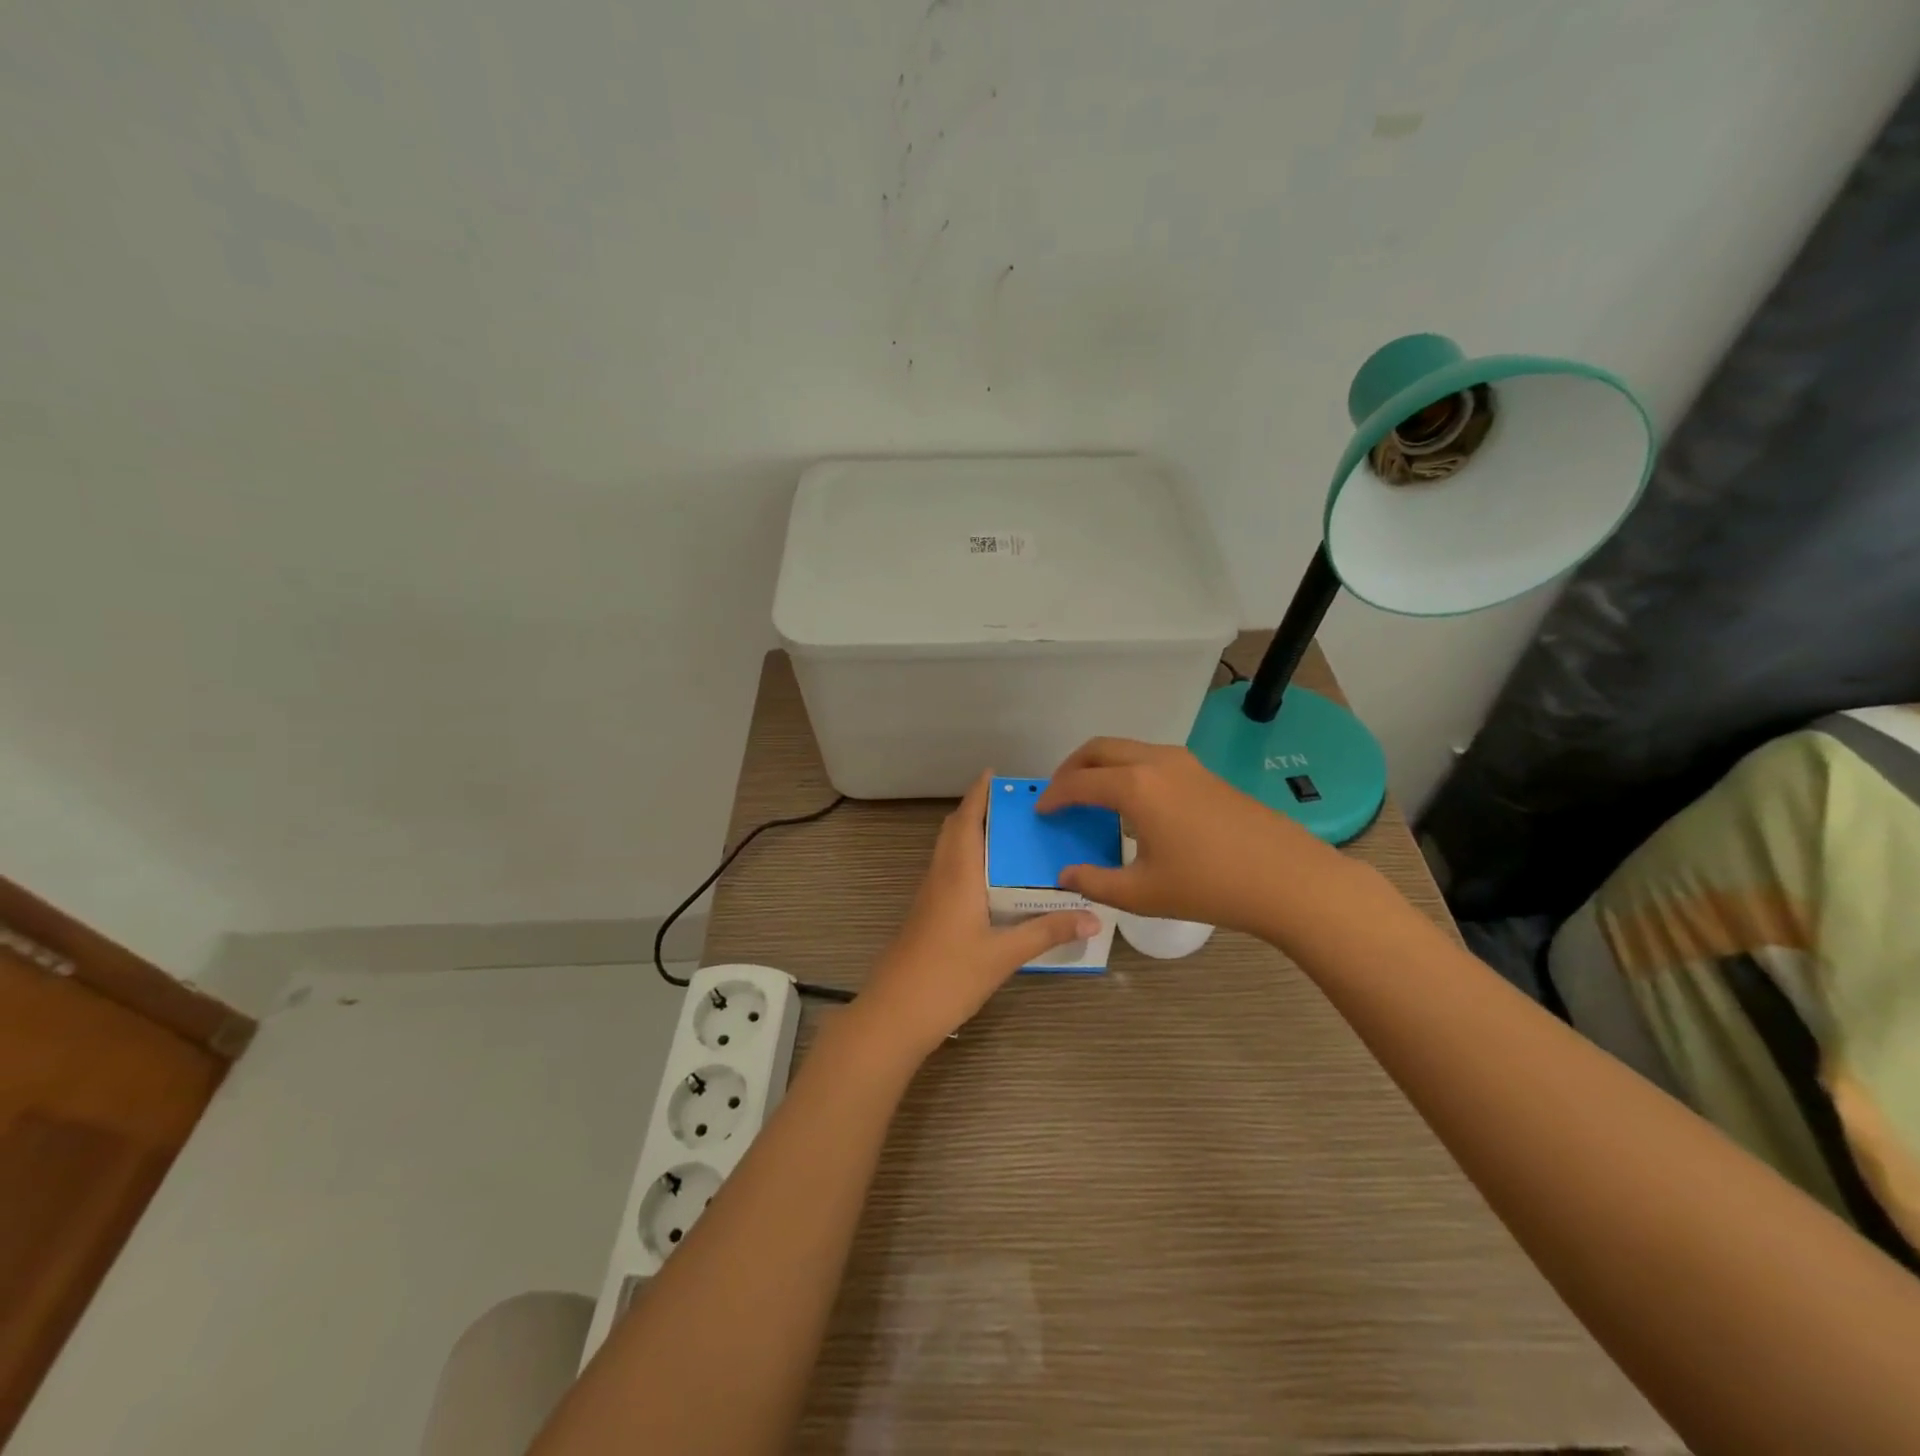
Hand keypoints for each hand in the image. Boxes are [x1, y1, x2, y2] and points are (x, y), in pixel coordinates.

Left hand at [856, 772, 1099, 1060]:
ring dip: (971, 834)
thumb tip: (1093, 915)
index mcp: (958, 874)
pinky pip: (948, 871)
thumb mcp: (1004, 955)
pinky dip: (967, 859)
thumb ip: (1047, 932)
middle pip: (955, 830)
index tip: (995, 774)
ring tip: (1009, 836)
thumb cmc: (949, 976)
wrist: (895, 1013)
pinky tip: (991, 880)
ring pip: (949, 851)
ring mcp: (929, 896)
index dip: (979, 794)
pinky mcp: (927, 915)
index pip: (967, 820)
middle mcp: (941, 876)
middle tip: (1014, 806)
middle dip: (978, 810)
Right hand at [1036, 737, 1331, 933]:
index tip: (1041, 810)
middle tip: (1059, 794)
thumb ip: (1095, 882)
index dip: (1054, 796)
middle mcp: (1155, 762)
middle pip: (1100, 749)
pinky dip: (1127, 770)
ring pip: (1127, 748)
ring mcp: (1184, 763)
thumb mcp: (1143, 893)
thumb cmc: (1209, 886)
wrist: (1287, 878)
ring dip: (1101, 765)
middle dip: (1072, 767)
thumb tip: (1066, 874)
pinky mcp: (1204, 772)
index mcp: (1134, 786)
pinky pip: (1150, 758)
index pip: (1079, 782)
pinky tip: (1133, 804)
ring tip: (1092, 796)